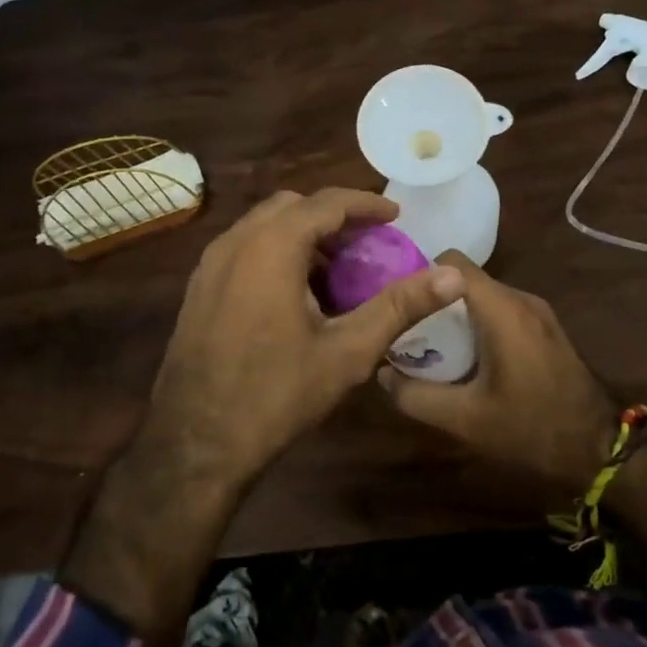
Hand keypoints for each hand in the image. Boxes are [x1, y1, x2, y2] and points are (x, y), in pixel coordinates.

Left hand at [63, 188, 462, 646]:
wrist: (195, 443)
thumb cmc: (276, 393)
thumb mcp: (347, 351)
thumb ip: (400, 307)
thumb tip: (452, 277)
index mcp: (271, 246)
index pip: (326, 202)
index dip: (366, 205)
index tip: (396, 216)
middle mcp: (235, 241)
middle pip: (292, 207)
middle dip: (333, 217)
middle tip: (367, 245)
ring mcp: (209, 264)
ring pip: (264, 227)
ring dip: (303, 236)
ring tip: (337, 272)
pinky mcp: (198, 287)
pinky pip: (244, 249)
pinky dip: (276, 253)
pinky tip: (297, 296)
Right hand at [378, 252, 615, 495]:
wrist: (599, 450)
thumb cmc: (531, 428)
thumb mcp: (465, 419)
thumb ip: (416, 395)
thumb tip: (382, 373)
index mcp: (502, 309)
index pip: (451, 262)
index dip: (419, 275)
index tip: (397, 302)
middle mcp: (521, 299)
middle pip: (465, 279)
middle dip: (433, 300)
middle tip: (407, 329)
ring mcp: (538, 312)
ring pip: (484, 296)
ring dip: (456, 314)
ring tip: (431, 345)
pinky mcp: (546, 329)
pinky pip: (502, 311)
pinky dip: (478, 324)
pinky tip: (467, 358)